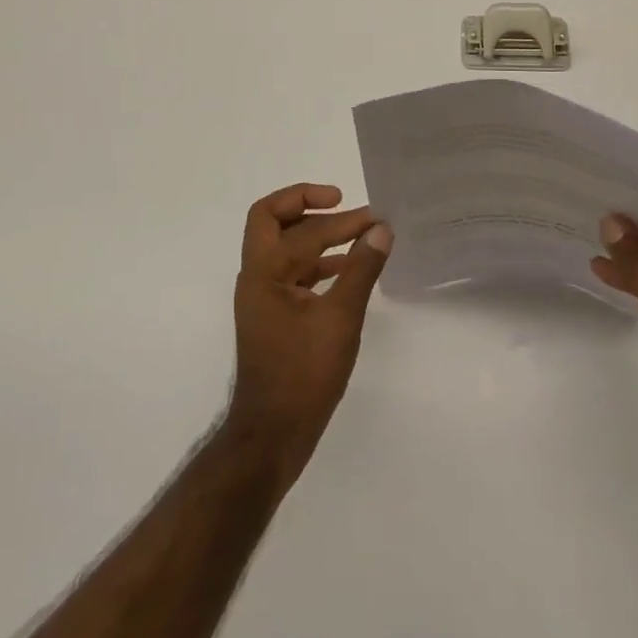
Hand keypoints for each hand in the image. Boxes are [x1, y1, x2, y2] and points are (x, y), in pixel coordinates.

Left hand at [225, 183, 391, 490]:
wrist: (271, 436)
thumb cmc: (303, 375)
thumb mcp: (340, 320)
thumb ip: (360, 270)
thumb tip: (381, 228)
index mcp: (264, 271)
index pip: (305, 230)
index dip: (343, 221)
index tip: (375, 218)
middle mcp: (256, 276)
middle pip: (270, 219)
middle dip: (304, 203)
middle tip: (340, 201)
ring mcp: (262, 296)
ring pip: (282, 246)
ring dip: (315, 233)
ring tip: (356, 234)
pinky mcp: (273, 315)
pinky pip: (292, 272)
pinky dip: (317, 262)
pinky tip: (346, 270)